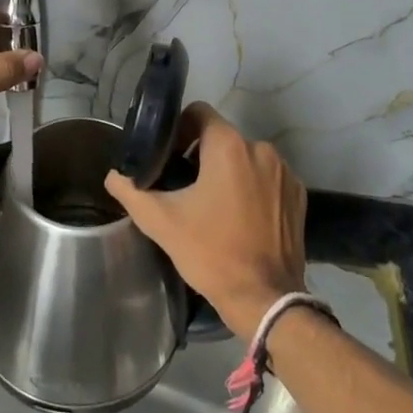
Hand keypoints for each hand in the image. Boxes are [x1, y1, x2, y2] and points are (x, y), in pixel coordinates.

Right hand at [104, 104, 306, 341]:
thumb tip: (114, 176)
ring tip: (211, 205)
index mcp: (229, 146)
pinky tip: (238, 217)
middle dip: (200, 155)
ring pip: (245, 158)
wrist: (265, 299)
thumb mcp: (161, 222)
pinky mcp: (298, 196)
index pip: (199, 113)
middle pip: (222, 137)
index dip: (178, 129)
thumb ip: (131, 191)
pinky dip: (251, 188)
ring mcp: (284, 173)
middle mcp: (261, 149)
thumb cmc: (210, 253)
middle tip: (183, 186)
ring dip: (227, 172)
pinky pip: (266, 178)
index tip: (168, 156)